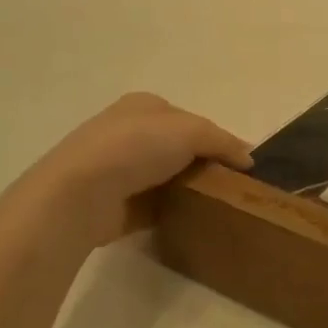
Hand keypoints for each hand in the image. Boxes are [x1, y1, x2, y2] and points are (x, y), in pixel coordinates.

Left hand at [0, 93, 252, 250]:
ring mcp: (119, 170)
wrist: (79, 195)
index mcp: (144, 106)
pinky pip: (155, 205)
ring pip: (168, 177)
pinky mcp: (115, 204)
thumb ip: (222, 141)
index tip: (240, 163)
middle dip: (203, 164)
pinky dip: (173, 211)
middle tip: (232, 186)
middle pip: (179, 148)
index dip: (217, 138)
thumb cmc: (134, 147)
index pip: (190, 119)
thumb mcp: (190, 131)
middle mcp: (129, 132)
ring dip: (189, 189)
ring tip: (219, 206)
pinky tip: (193, 221)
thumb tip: (248, 158)